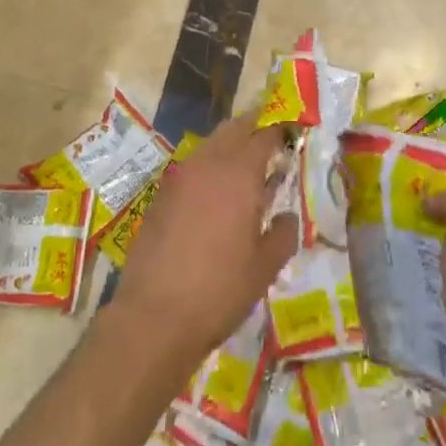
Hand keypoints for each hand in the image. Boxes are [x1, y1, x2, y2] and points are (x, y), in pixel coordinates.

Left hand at [114, 114, 299, 366]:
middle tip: (270, 142)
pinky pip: (191, 169)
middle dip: (253, 128)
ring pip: (209, 146)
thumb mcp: (264, 267)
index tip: (292, 133)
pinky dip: (208, 170)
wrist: (153, 317)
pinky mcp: (161, 196)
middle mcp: (208, 163)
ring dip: (229, 148)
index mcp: (239, 173)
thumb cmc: (219, 290)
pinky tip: (215, 198)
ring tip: (245, 172)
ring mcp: (179, 177)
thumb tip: (286, 217)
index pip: (264, 135)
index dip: (280, 130)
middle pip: (233, 129)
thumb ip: (282, 234)